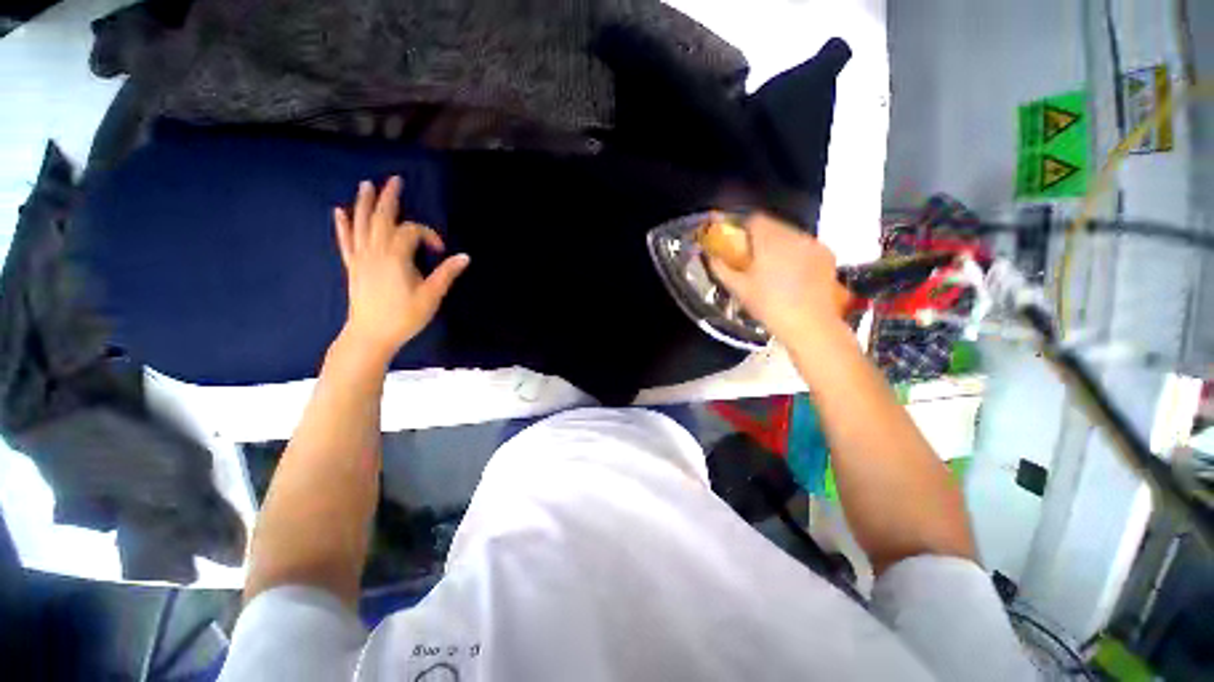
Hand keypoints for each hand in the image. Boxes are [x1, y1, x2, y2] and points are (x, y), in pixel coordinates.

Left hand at [334, 176, 468, 360]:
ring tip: (366, 184)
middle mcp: (375, 251)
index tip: (440, 250)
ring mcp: (361, 258)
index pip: (412, 232)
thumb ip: (446, 274)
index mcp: (396, 257)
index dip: (428, 235)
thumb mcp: (431, 296)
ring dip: (364, 203)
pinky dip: (343, 225)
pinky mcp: (352, 266)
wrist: (371, 335)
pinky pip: (346, 241)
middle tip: (395, 180)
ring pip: (361, 224)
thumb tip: (465, 257)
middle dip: (389, 198)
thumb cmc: (404, 316)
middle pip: (381, 218)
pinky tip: (339, 211)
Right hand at [707, 213, 847, 343]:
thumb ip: (721, 268)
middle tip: (754, 260)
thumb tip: (710, 256)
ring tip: (775, 269)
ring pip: (791, 235)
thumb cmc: (768, 306)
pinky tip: (794, 275)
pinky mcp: (827, 255)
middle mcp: (794, 235)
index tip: (738, 244)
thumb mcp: (739, 289)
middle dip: (761, 238)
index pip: (755, 219)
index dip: (743, 228)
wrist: (809, 324)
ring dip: (780, 246)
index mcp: (770, 240)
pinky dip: (797, 254)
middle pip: (774, 226)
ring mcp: (813, 244)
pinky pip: (806, 246)